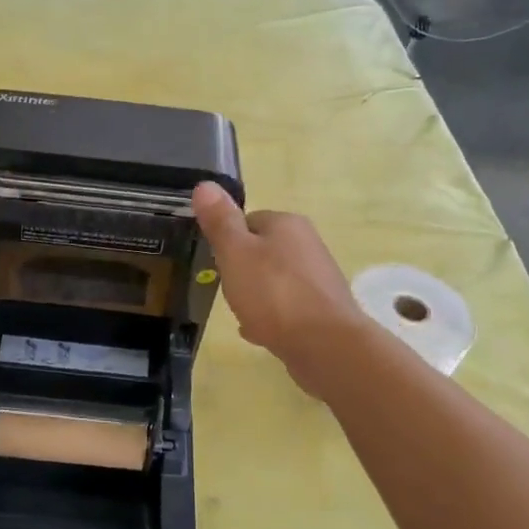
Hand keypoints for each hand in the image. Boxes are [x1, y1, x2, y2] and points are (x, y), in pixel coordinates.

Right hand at [192, 182, 368, 395]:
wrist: (324, 344)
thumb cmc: (273, 294)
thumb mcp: (235, 253)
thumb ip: (220, 221)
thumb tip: (204, 185)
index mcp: (287, 224)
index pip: (248, 220)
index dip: (228, 241)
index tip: (216, 262)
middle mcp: (307, 244)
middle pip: (262, 251)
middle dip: (242, 270)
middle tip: (226, 290)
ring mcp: (318, 278)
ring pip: (274, 280)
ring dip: (255, 295)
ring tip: (240, 313)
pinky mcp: (322, 309)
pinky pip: (286, 306)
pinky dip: (270, 316)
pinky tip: (257, 333)